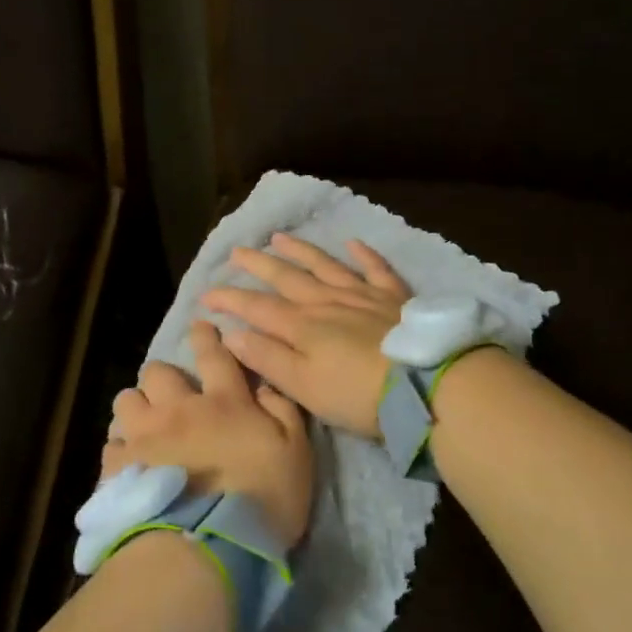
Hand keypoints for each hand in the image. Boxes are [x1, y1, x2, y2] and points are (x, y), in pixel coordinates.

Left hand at [102, 320, 313, 545]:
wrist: (208, 546)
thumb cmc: (263, 499)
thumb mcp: (296, 452)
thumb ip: (282, 411)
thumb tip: (264, 384)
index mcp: (223, 401)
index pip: (213, 354)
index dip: (206, 337)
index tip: (200, 327)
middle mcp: (178, 409)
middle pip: (157, 372)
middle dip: (163, 377)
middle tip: (172, 397)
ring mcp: (143, 437)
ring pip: (127, 401)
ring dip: (137, 407)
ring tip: (145, 427)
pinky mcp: (118, 468)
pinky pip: (111, 443)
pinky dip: (121, 447)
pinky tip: (131, 462)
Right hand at [199, 233, 411, 437]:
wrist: (424, 384)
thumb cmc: (357, 394)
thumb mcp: (303, 386)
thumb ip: (267, 358)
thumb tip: (231, 334)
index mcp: (302, 326)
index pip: (256, 307)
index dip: (230, 299)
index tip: (206, 294)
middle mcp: (327, 302)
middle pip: (287, 278)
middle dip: (259, 264)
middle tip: (238, 250)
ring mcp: (362, 295)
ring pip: (325, 266)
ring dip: (301, 250)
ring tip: (280, 237)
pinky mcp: (394, 298)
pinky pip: (376, 269)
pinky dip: (364, 254)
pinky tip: (353, 242)